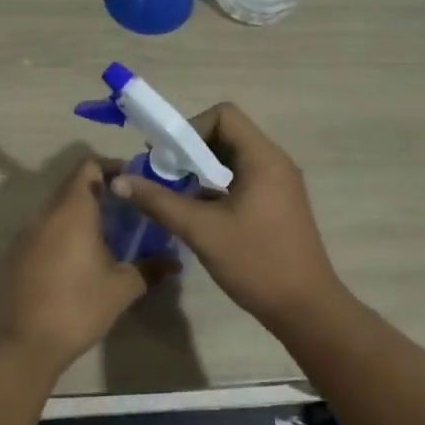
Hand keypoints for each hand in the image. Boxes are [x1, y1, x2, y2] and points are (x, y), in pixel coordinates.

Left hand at [0, 158, 171, 370]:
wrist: (26, 342)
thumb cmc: (79, 306)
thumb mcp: (123, 287)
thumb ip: (150, 268)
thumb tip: (174, 262)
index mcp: (72, 210)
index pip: (88, 167)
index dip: (111, 168)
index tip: (132, 183)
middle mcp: (46, 213)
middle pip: (72, 186)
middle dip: (99, 192)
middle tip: (126, 210)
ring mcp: (27, 232)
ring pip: (57, 208)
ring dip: (80, 213)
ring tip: (106, 234)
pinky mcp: (17, 253)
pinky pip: (44, 229)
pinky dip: (63, 232)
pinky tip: (79, 257)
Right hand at [110, 104, 343, 325]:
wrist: (305, 309)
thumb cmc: (256, 262)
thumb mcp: (201, 230)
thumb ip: (158, 201)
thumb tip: (119, 181)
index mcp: (263, 159)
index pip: (224, 115)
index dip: (191, 129)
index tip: (169, 158)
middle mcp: (275, 162)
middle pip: (227, 134)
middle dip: (191, 150)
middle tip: (164, 175)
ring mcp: (279, 184)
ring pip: (233, 158)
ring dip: (201, 169)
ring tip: (176, 194)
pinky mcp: (277, 203)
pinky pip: (242, 178)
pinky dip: (217, 185)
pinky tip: (198, 211)